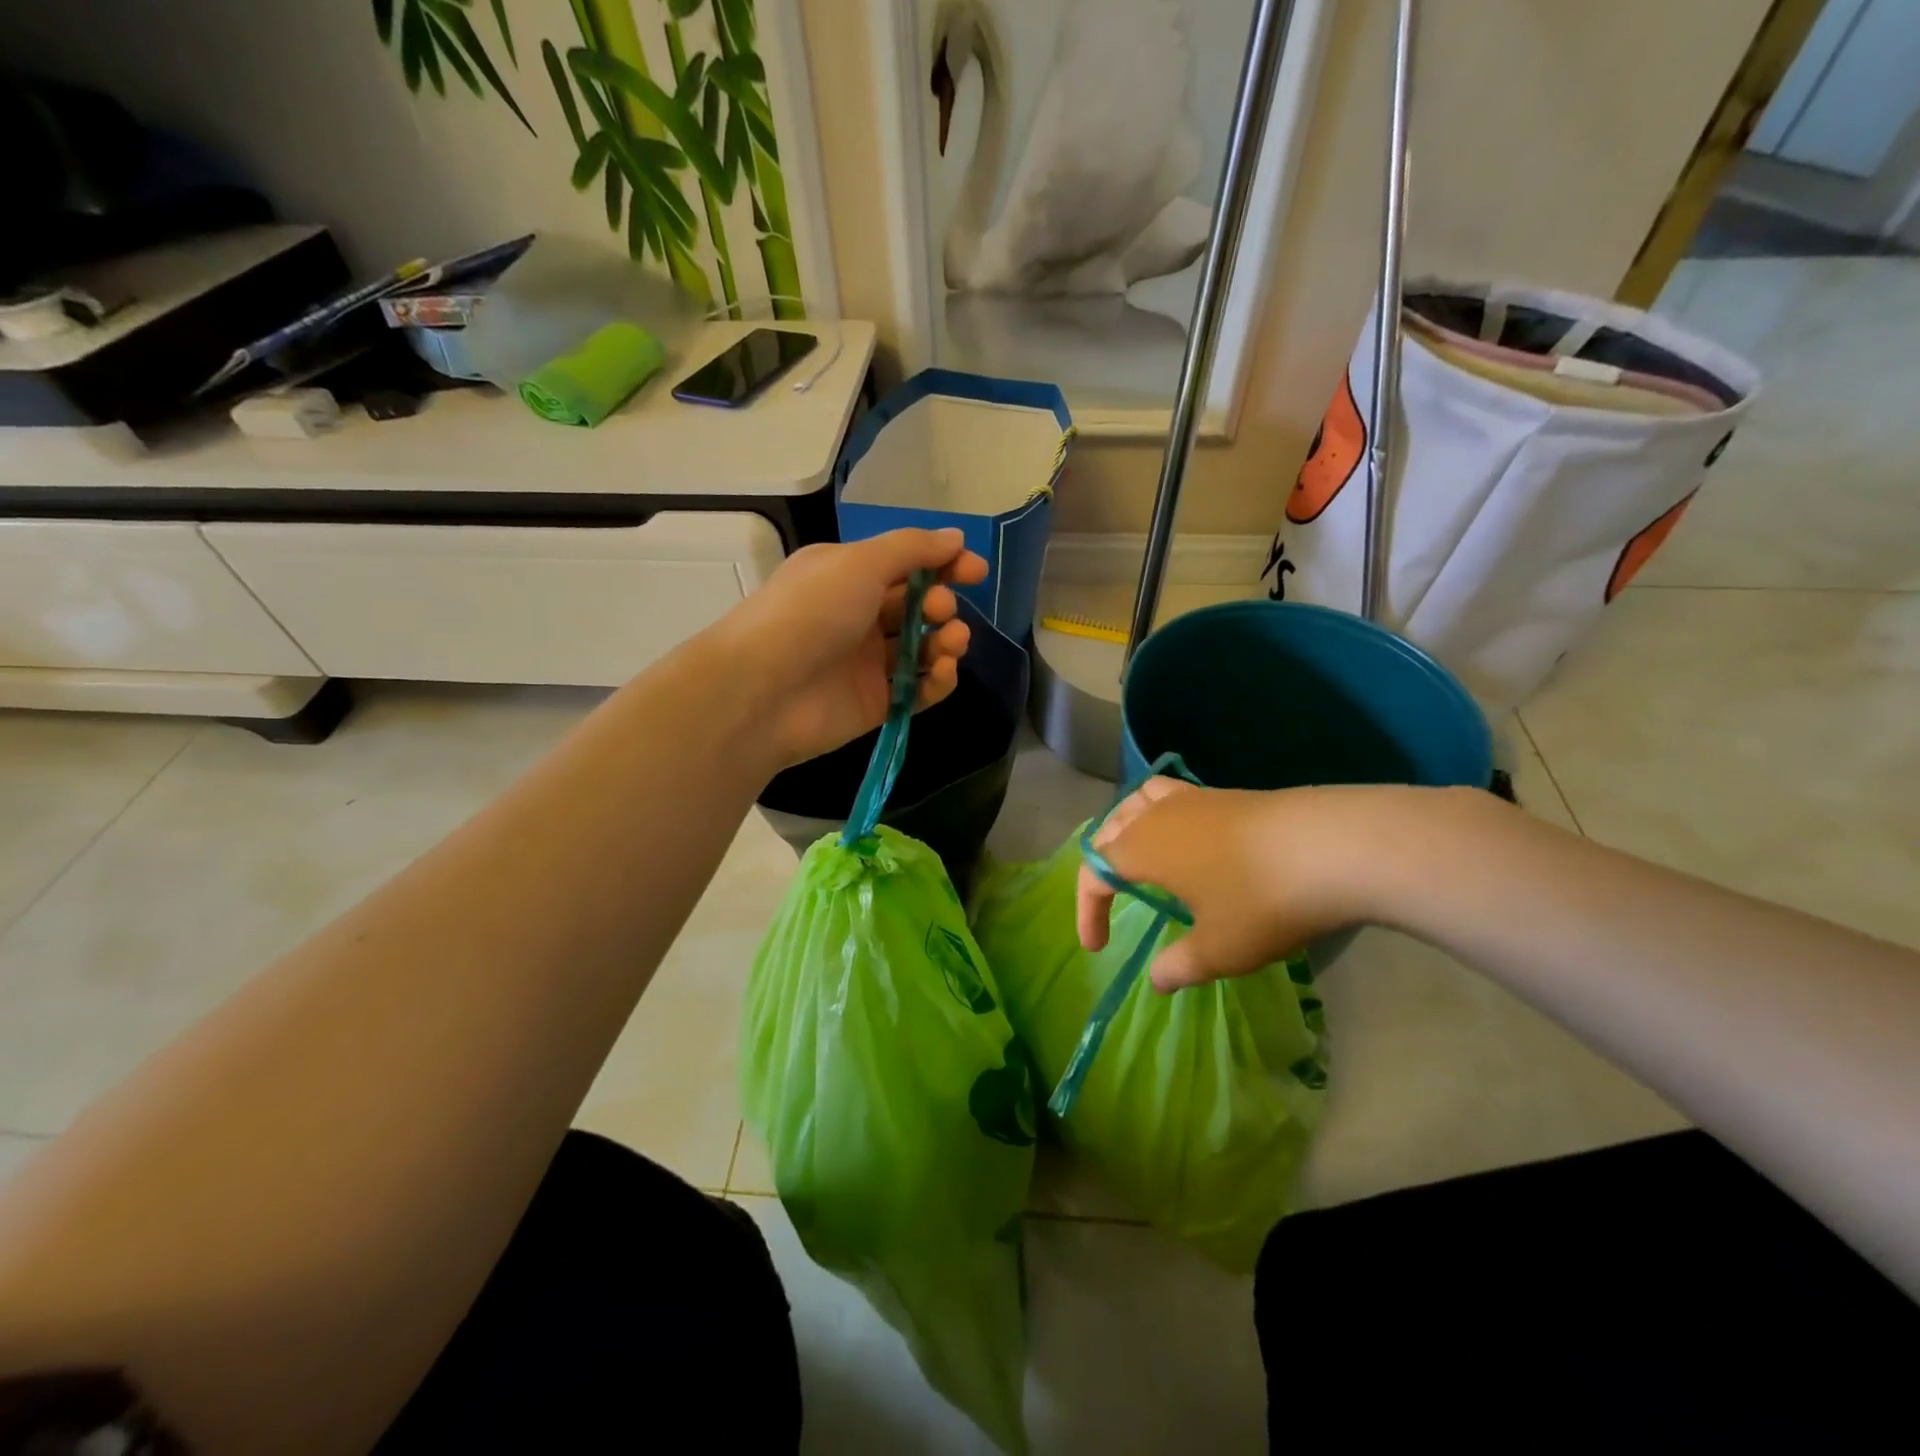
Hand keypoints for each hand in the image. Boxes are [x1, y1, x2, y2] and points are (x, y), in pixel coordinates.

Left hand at [716, 527, 988, 767]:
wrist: (762, 691)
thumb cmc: (810, 612)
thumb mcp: (859, 563)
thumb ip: (912, 549)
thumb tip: (955, 538)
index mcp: (848, 576)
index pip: (906, 565)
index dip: (944, 564)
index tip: (976, 571)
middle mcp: (857, 616)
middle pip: (917, 606)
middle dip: (941, 603)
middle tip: (941, 610)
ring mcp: (867, 663)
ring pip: (923, 648)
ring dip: (948, 641)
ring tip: (952, 642)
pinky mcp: (876, 703)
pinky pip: (919, 690)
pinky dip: (938, 680)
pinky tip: (944, 672)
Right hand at [1077, 777, 1406, 990]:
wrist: (1334, 846)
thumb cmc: (1262, 901)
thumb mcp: (1219, 949)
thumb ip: (1180, 965)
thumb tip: (1158, 978)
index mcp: (1141, 848)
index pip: (1095, 872)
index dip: (1088, 910)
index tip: (1097, 947)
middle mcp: (1158, 815)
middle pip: (1111, 828)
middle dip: (1102, 863)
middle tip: (1112, 898)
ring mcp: (1194, 798)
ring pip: (1140, 801)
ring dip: (1128, 827)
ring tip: (1140, 853)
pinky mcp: (1228, 794)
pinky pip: (1174, 797)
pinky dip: (1163, 815)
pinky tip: (1190, 840)